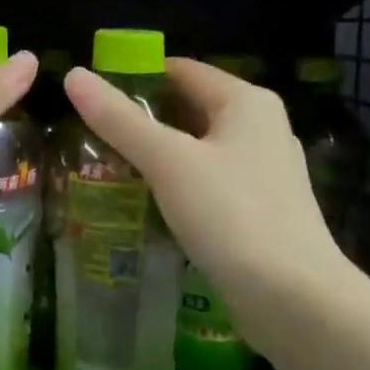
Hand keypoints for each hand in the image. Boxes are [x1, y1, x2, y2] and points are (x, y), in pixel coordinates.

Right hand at [62, 58, 345, 341]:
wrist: (295, 300)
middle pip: (190, 108)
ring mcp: (265, 170)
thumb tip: (74, 75)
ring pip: (199, 149)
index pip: (181, 69)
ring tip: (108, 168)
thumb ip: (119, 120)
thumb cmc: (231, 215)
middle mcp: (261, 127)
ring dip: (158, 156)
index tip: (92, 96)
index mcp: (245, 101)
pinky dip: (179, 185)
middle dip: (143, 120)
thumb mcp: (168, 162)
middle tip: (90, 136)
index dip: (134, 77)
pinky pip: (210, 182)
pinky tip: (147, 205)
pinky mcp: (262, 209)